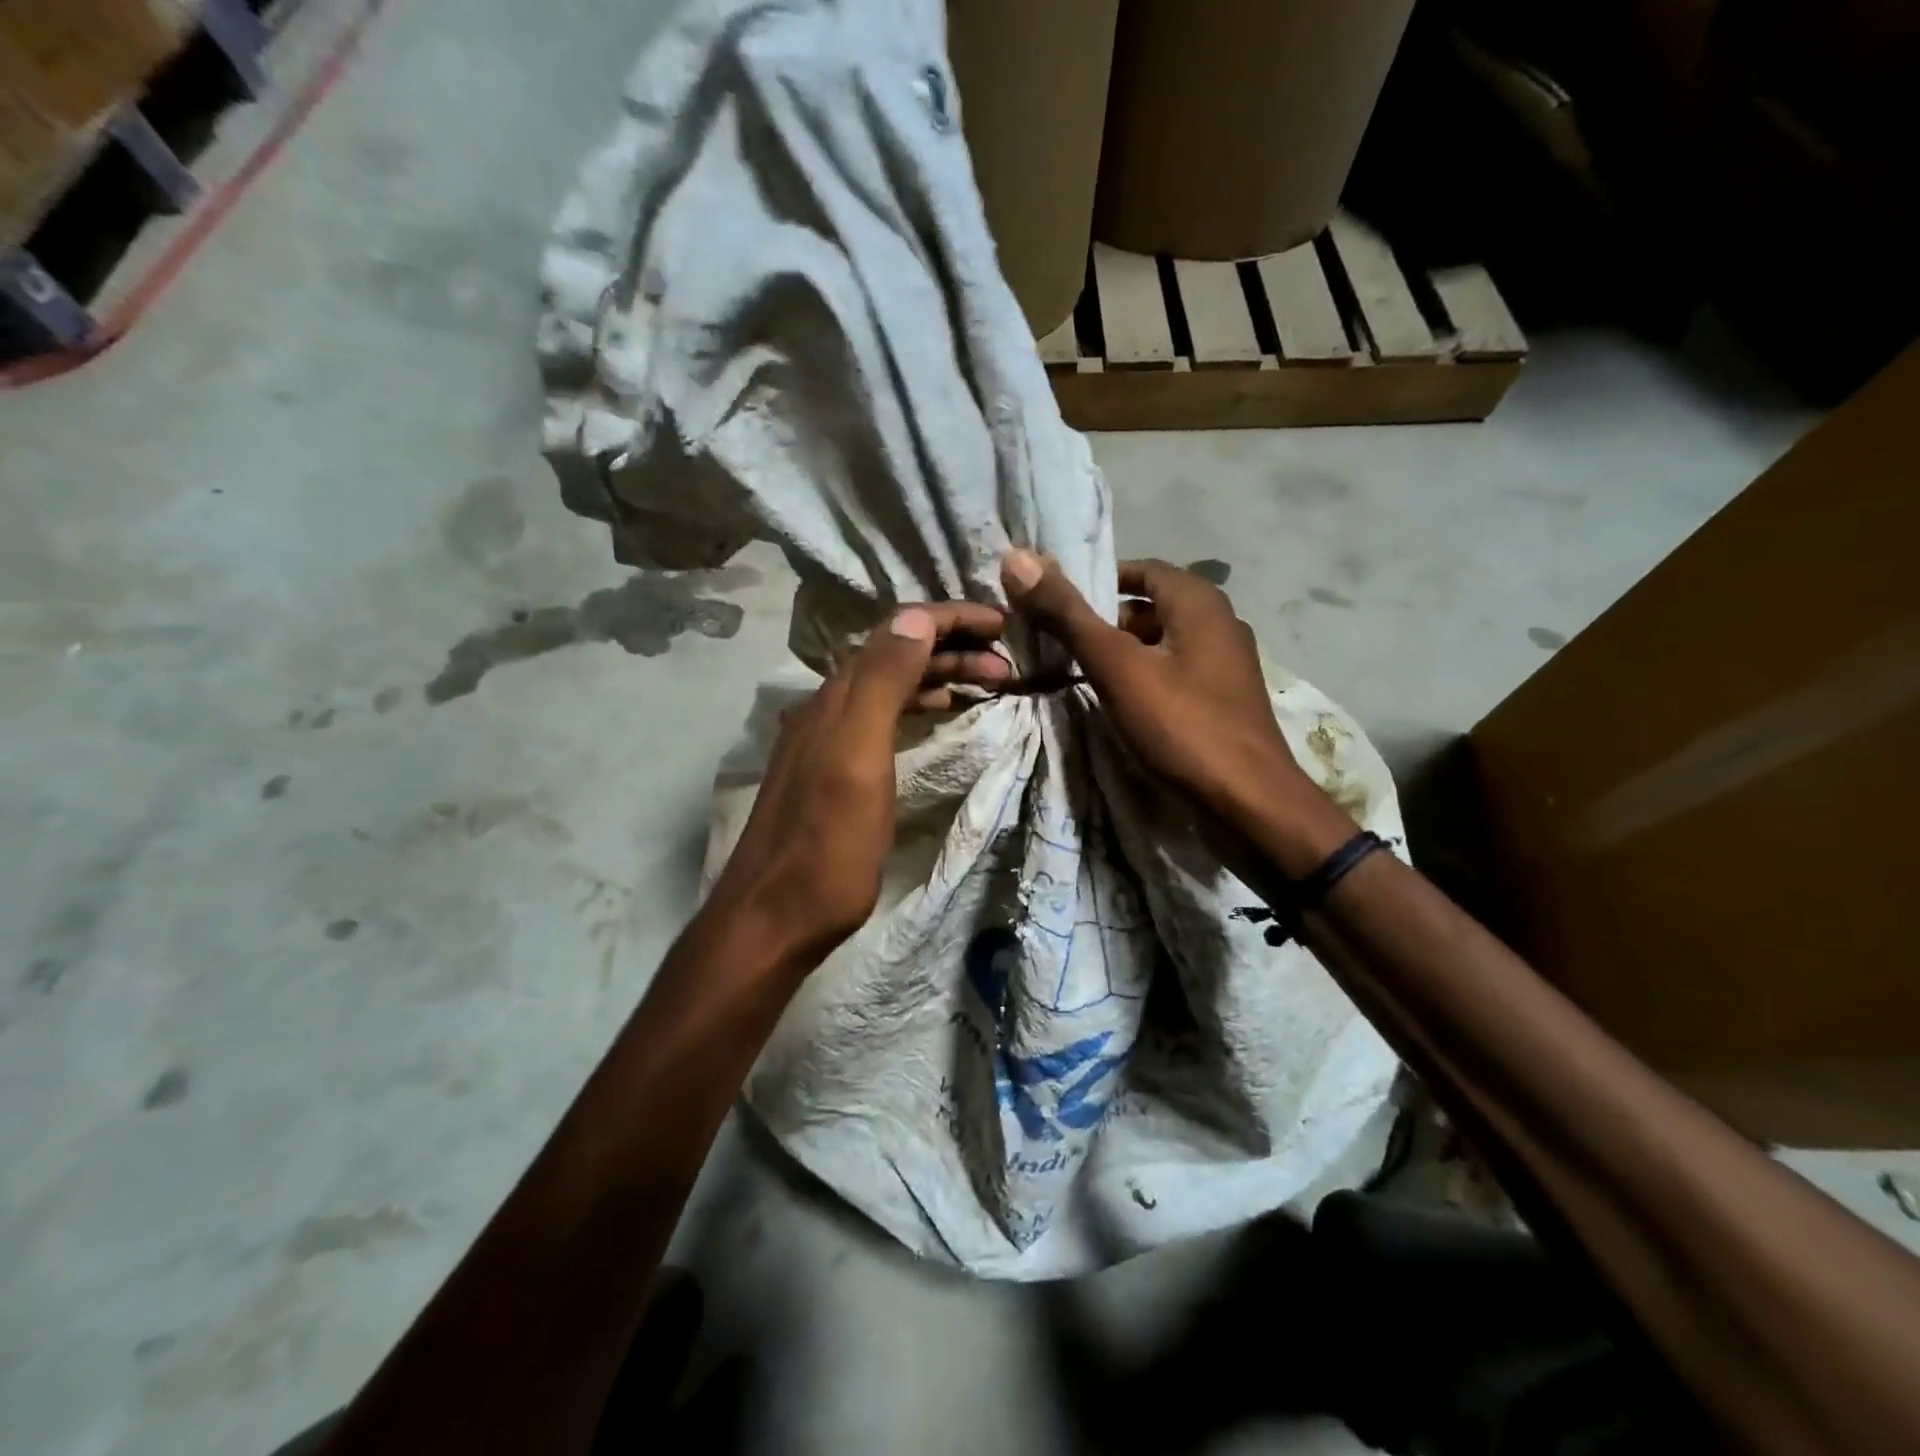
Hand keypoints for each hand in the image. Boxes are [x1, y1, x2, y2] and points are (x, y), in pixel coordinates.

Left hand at [702, 602, 1007, 967]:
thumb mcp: (857, 759)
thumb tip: (915, 617)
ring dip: (940, 674)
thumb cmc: (825, 845)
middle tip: (1008, 661)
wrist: (774, 917)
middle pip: (896, 655)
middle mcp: (828, 707)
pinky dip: (920, 703)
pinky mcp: (834, 770)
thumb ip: (882, 683)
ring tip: (990, 682)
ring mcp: (828, 739)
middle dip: (953, 647)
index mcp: (836, 698)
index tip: (1002, 622)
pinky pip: (885, 715)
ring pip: (892, 685)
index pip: (897, 631)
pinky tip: (940, 714)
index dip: (950, 619)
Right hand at [1001, 550, 1352, 877]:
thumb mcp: (1117, 668)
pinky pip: (1175, 675)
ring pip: (1162, 645)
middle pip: (1150, 608)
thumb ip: (1068, 615)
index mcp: (1199, 602)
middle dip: (1105, 622)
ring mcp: (1226, 666)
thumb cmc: (1183, 727)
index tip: (1057, 607)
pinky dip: (1145, 680)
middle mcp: (1219, 624)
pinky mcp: (1224, 702)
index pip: (1140, 570)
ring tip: (1081, 677)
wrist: (1250, 805)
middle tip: (1061, 645)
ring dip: (1123, 654)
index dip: (1097, 582)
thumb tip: (1017, 558)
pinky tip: (1121, 707)